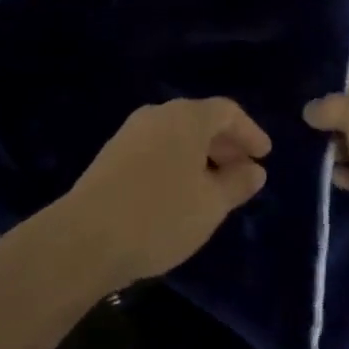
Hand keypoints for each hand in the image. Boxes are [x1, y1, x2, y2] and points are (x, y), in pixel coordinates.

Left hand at [59, 98, 270, 289]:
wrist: (85, 237)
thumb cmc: (160, 216)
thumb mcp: (211, 204)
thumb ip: (238, 183)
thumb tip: (255, 169)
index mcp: (187, 117)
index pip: (227, 112)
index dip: (250, 132)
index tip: (264, 156)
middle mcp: (158, 115)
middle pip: (200, 120)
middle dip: (226, 144)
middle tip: (243, 171)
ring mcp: (130, 133)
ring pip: (177, 135)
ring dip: (201, 155)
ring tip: (214, 187)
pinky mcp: (112, 155)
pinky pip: (157, 149)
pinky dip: (177, 163)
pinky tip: (180, 193)